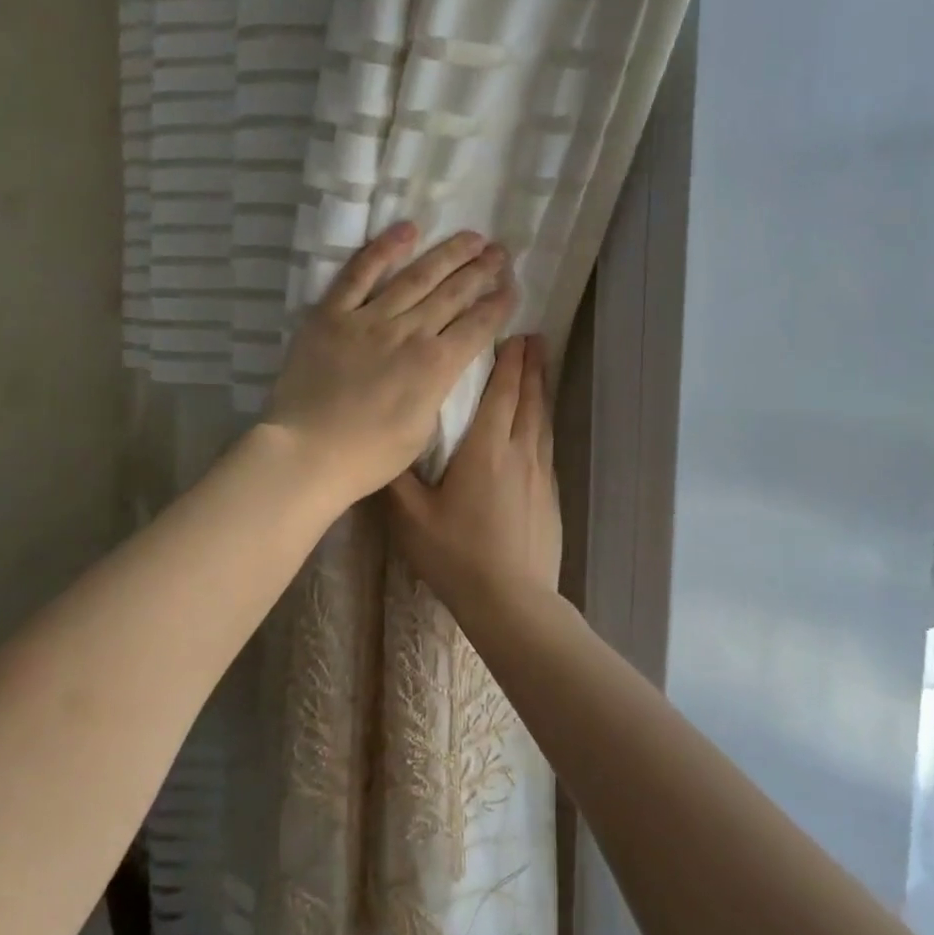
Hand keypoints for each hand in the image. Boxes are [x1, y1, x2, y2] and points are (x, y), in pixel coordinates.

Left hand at [263, 222, 516, 507]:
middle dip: (481, 271)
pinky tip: (407, 230)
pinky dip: (383, 249)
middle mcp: (409, 333)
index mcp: (436, 366)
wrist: (308, 452)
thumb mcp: (423, 430)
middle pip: (453, 294)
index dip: (499, 305)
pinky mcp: (331, 314)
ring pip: (416, 277)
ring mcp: (369, 319)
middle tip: (500, 252)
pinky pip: (359, 274)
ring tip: (471, 237)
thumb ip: (436, 389)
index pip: (478, 326)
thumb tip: (441, 363)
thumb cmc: (369, 455)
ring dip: (447, 254)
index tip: (512, 288)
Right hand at [388, 335, 560, 610]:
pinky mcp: (550, 495)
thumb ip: (395, 477)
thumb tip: (383, 442)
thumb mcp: (411, 517)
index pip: (501, 394)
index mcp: (485, 451)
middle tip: (533, 338)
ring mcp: (540, 475)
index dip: (508, 362)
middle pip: (528, 399)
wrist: (512, 600)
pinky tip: (540, 425)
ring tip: (541, 367)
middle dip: (530, 366)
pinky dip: (544, 422)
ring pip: (542, 420)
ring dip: (541, 390)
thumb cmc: (456, 554)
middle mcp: (518, 453)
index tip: (514, 333)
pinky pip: (547, 445)